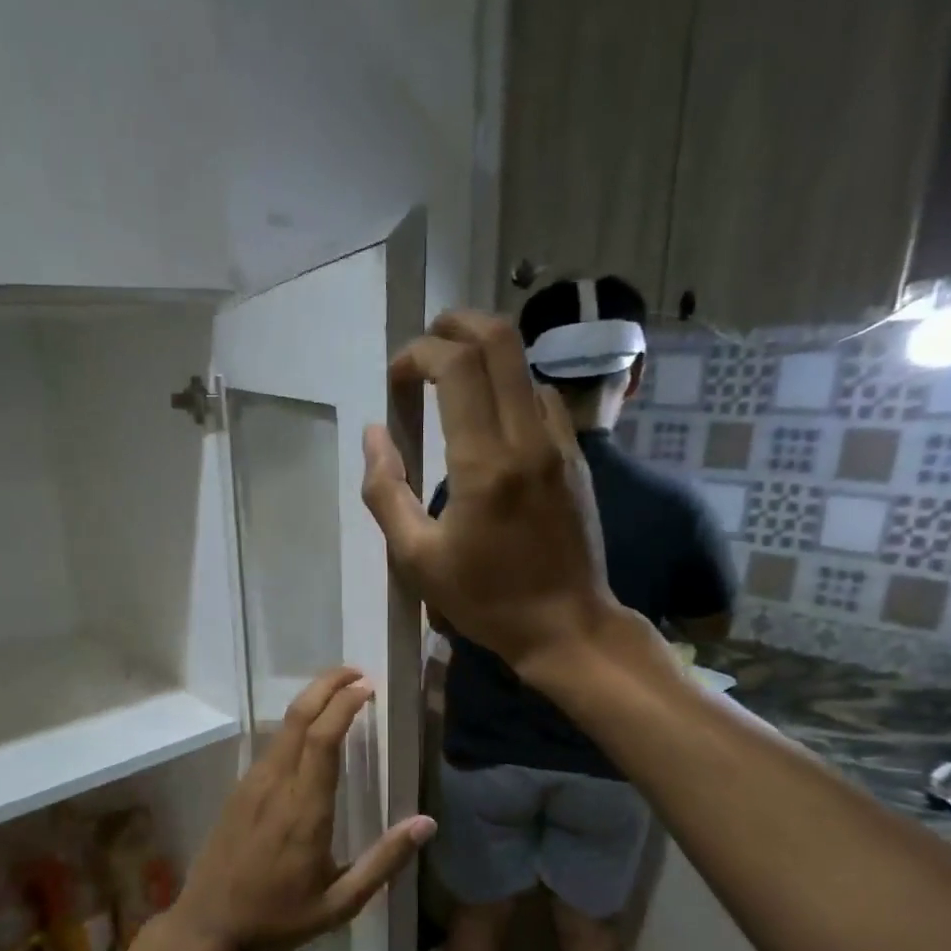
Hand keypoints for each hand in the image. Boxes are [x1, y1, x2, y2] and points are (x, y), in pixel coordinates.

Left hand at [163, 667, 434, 950]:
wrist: (208, 929)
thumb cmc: (278, 919)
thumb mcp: (341, 903)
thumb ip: (384, 861)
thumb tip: (426, 824)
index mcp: (305, 809)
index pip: (324, 738)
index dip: (345, 705)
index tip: (367, 688)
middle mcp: (275, 786)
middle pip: (299, 717)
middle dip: (326, 685)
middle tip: (355, 673)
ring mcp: (251, 786)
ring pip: (281, 728)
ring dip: (310, 702)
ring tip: (339, 695)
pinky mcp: (238, 793)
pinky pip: (270, 747)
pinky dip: (294, 726)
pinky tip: (309, 734)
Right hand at [360, 311, 632, 682]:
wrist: (566, 625)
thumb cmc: (485, 599)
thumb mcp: (416, 558)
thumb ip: (386, 492)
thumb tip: (374, 435)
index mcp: (484, 463)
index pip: (455, 367)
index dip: (418, 354)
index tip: (395, 377)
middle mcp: (527, 437)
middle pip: (499, 340)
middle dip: (456, 325)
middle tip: (425, 343)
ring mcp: (560, 443)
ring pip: (525, 365)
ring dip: (486, 356)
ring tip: (453, 379)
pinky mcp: (575, 458)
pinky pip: (543, 398)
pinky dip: (511, 387)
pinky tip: (492, 414)